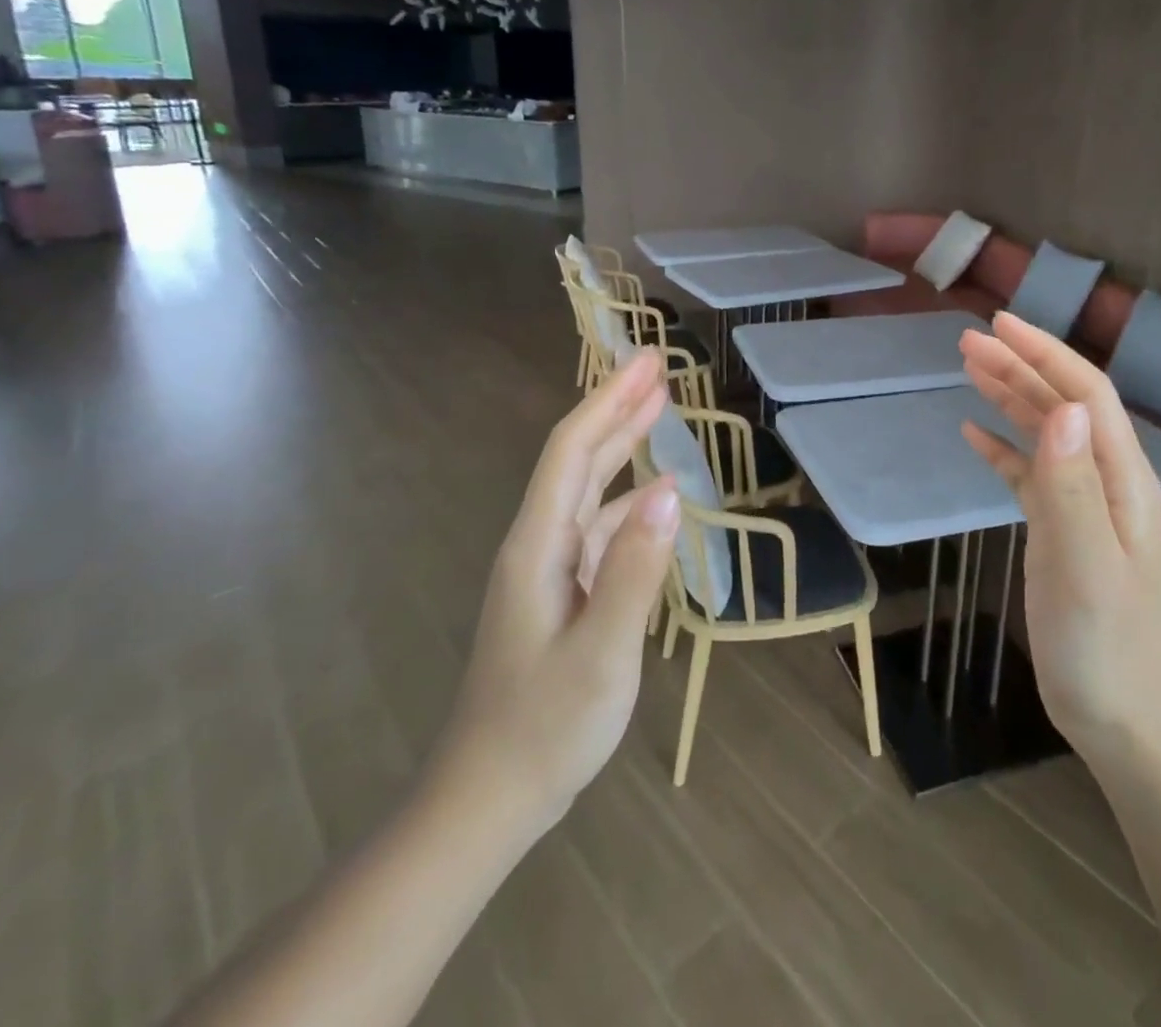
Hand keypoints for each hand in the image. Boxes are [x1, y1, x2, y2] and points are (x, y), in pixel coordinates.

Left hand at [430, 352, 681, 828]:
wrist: (490, 797)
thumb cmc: (544, 727)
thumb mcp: (601, 653)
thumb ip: (635, 570)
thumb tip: (670, 492)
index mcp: (538, 546)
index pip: (573, 451)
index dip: (609, 400)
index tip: (648, 362)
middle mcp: (538, 544)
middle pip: (578, 458)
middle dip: (616, 407)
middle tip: (657, 368)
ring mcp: (548, 569)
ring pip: (587, 488)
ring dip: (621, 445)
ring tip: (658, 410)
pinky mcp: (561, 592)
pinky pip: (597, 525)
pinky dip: (627, 497)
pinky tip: (654, 497)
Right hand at [960, 313, 1160, 763]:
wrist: (1124, 719)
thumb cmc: (1105, 645)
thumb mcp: (1086, 564)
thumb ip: (1072, 486)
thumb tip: (1060, 409)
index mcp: (1121, 479)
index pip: (1086, 394)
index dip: (1045, 353)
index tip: (999, 323)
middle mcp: (1106, 481)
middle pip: (1063, 405)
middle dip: (1019, 366)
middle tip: (967, 341)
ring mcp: (1084, 507)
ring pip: (1046, 434)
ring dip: (1010, 397)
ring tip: (969, 368)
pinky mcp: (1061, 532)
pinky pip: (1031, 473)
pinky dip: (1003, 448)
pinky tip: (973, 436)